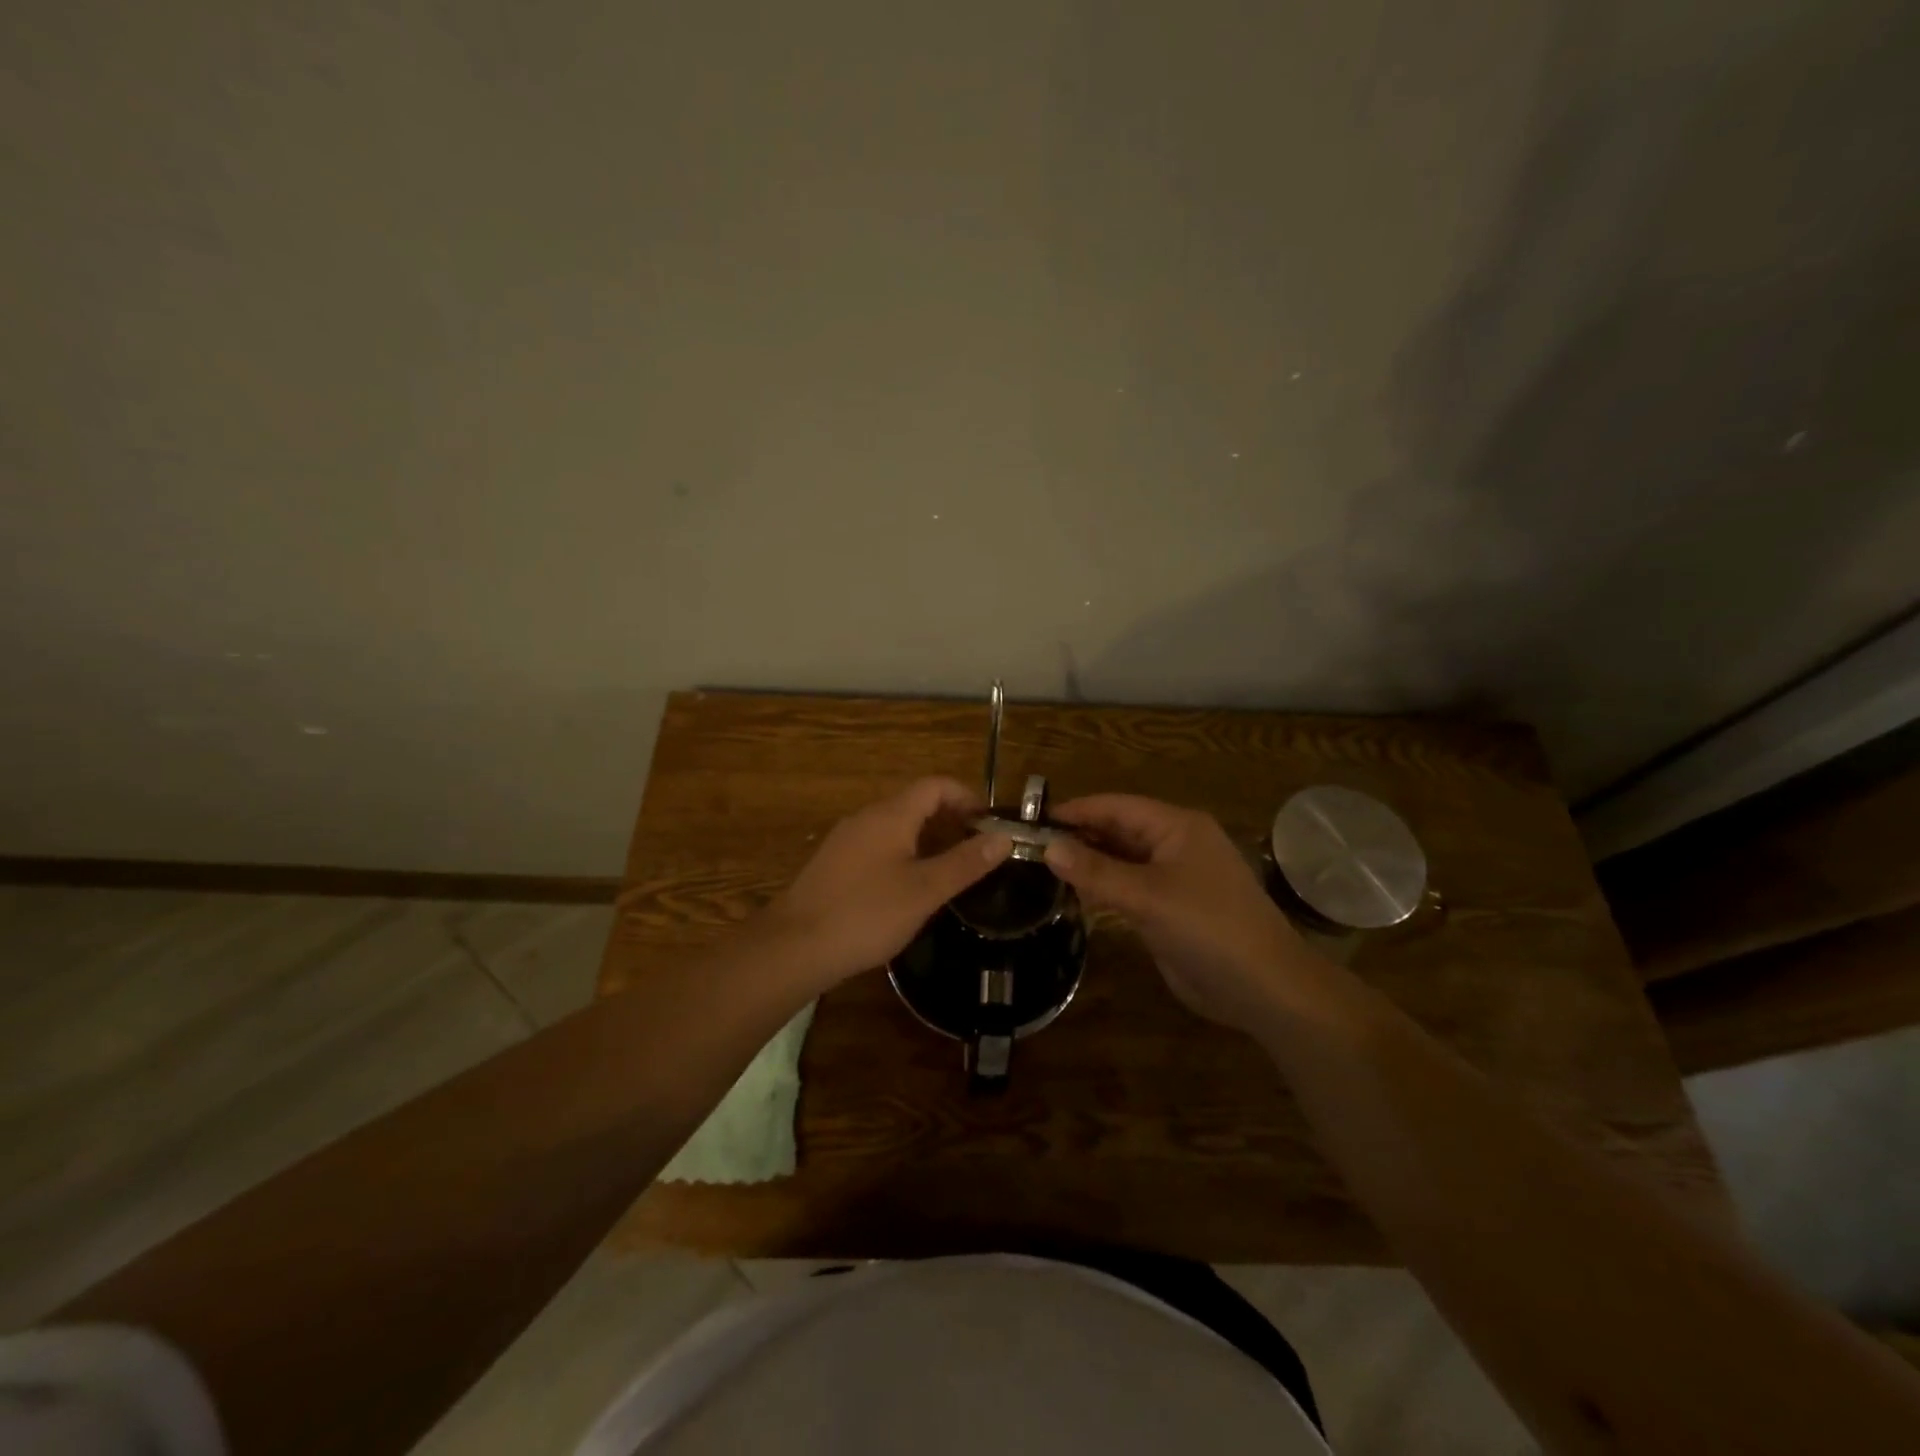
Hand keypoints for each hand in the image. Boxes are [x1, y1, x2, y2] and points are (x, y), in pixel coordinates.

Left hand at [763, 777, 1012, 990]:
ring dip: (927, 838)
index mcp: (890, 814)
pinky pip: (878, 845)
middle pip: (915, 802)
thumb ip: (966, 863)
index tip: (990, 825)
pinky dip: (904, 853)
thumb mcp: (925, 890)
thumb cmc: (866, 914)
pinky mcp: (834, 864)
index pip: (935, 785)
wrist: (794, 946)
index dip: (967, 797)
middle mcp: (866, 817)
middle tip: (977, 851)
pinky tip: (909, 888)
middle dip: (950, 819)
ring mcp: (846, 840)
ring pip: (896, 826)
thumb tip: (1005, 837)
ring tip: (950, 870)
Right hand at [1043, 794, 1310, 1033]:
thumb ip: (1096, 871)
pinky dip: (1102, 888)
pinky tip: (1073, 893)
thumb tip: (1047, 847)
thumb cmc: (1209, 928)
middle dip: (1078, 836)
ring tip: (1040, 866)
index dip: (1076, 810)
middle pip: (1118, 831)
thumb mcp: (1148, 897)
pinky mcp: (1170, 909)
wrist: (1264, 988)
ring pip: (1121, 860)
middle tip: (1028, 845)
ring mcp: (1174, 878)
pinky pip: (1128, 888)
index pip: (1116, 806)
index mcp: (1177, 827)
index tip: (1032, 818)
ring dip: (1088, 862)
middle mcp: (1174, 845)